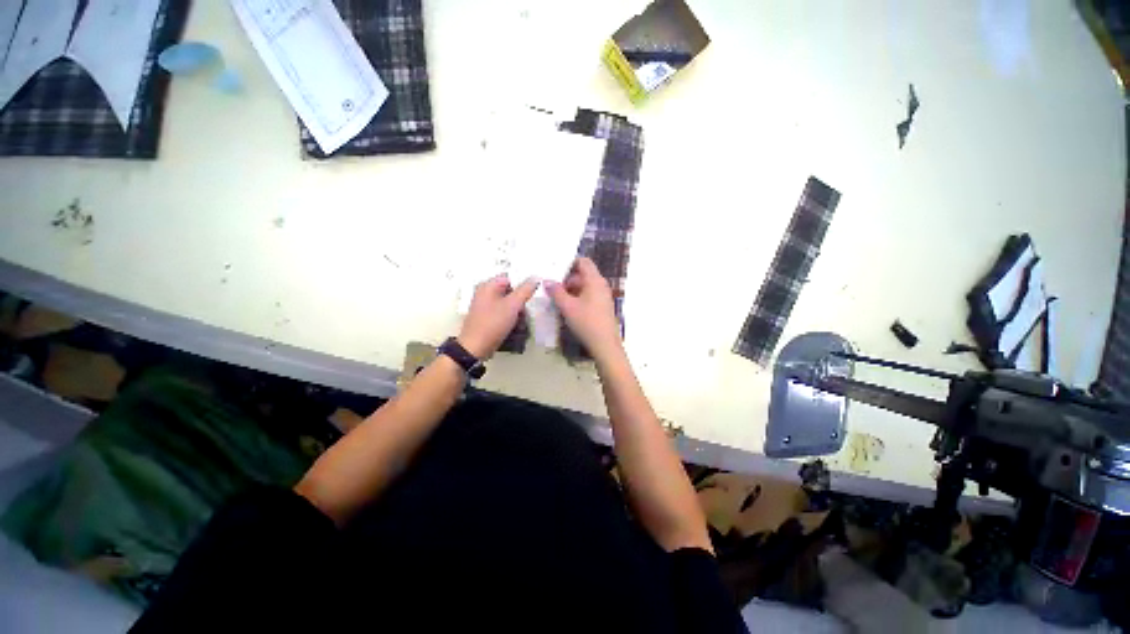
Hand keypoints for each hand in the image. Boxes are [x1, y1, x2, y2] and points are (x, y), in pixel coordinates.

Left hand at [458, 274, 538, 358]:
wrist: (475, 348)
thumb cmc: (493, 323)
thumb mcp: (513, 305)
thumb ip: (525, 290)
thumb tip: (535, 278)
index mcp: (488, 286)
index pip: (510, 278)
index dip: (522, 285)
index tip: (531, 296)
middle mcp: (485, 293)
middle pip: (510, 292)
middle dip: (521, 302)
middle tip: (525, 313)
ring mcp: (485, 307)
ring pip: (508, 304)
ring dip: (518, 313)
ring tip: (521, 323)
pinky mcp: (487, 318)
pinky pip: (503, 313)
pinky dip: (511, 319)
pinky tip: (516, 328)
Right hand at [545, 257, 621, 360]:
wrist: (605, 345)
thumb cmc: (586, 322)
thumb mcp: (567, 306)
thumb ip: (556, 292)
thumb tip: (547, 281)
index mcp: (594, 280)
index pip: (583, 262)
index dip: (569, 263)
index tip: (555, 271)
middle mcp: (601, 285)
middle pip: (582, 274)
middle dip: (566, 280)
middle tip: (552, 288)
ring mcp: (603, 296)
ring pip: (584, 287)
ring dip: (570, 290)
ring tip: (556, 299)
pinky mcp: (602, 307)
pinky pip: (588, 296)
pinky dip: (577, 298)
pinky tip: (567, 308)